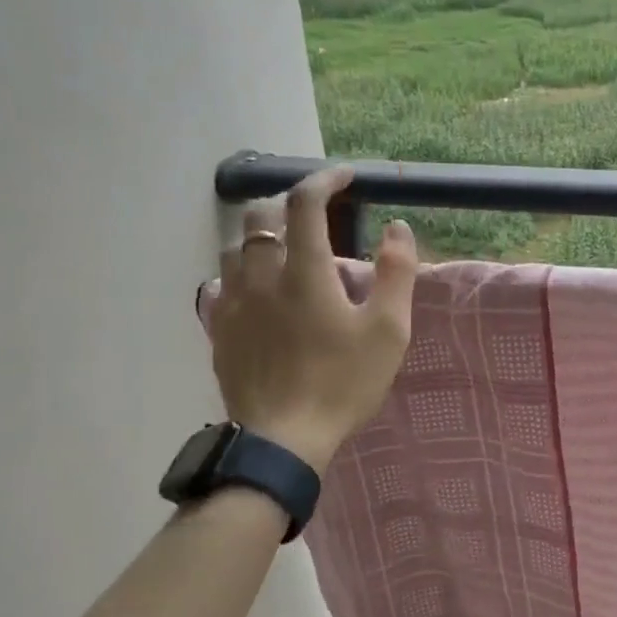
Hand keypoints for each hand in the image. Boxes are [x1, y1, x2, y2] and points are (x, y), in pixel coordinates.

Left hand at [198, 167, 416, 471]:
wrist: (282, 440)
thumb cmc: (342, 383)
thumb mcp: (388, 330)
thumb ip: (396, 273)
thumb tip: (397, 227)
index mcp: (304, 270)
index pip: (305, 202)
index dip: (326, 179)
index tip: (346, 177)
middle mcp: (260, 276)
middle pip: (259, 217)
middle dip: (287, 204)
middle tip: (315, 216)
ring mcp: (233, 304)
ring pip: (235, 249)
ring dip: (260, 238)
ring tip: (284, 251)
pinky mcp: (219, 331)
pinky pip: (221, 285)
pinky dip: (241, 274)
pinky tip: (255, 290)